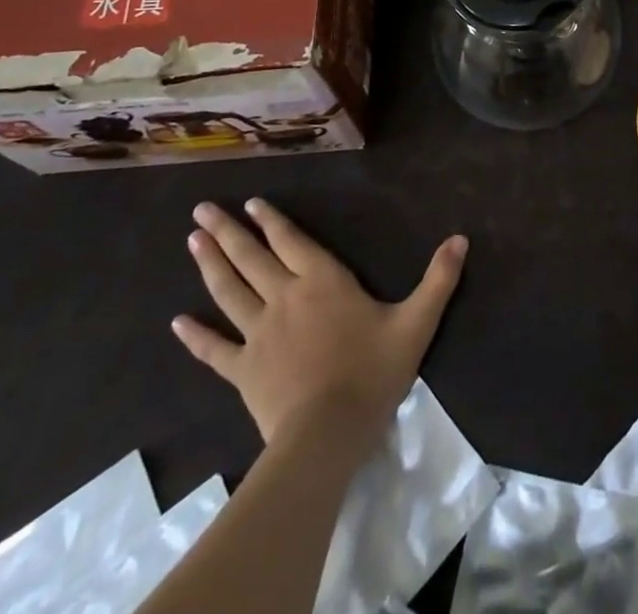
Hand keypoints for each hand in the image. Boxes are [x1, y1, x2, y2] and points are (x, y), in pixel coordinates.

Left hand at [173, 199, 466, 446]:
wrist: (327, 434)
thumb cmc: (372, 372)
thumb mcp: (417, 322)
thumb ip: (438, 279)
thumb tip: (461, 239)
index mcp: (323, 281)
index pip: (292, 242)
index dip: (272, 221)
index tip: (251, 203)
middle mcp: (285, 297)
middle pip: (252, 258)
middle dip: (228, 231)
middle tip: (202, 209)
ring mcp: (258, 334)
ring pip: (229, 292)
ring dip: (210, 265)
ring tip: (191, 240)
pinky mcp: (242, 371)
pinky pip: (214, 350)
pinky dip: (195, 336)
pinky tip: (176, 323)